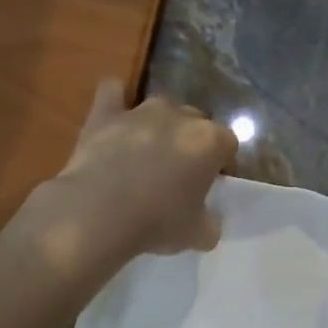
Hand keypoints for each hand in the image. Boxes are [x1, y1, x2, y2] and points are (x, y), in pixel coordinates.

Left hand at [36, 79, 236, 260]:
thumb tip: (209, 219)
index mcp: (210, 141)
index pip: (228, 144)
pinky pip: (113, 92)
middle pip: (196, 122)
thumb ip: (211, 223)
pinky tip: (115, 118)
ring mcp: (141, 111)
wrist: (99, 213)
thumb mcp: (199, 235)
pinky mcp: (105, 114)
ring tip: (148, 153)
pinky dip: (116, 101)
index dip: (222, 164)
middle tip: (179, 174)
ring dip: (161, 125)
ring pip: (161, 107)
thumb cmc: (158, 222)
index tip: (211, 185)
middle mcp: (180, 116)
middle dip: (192, 142)